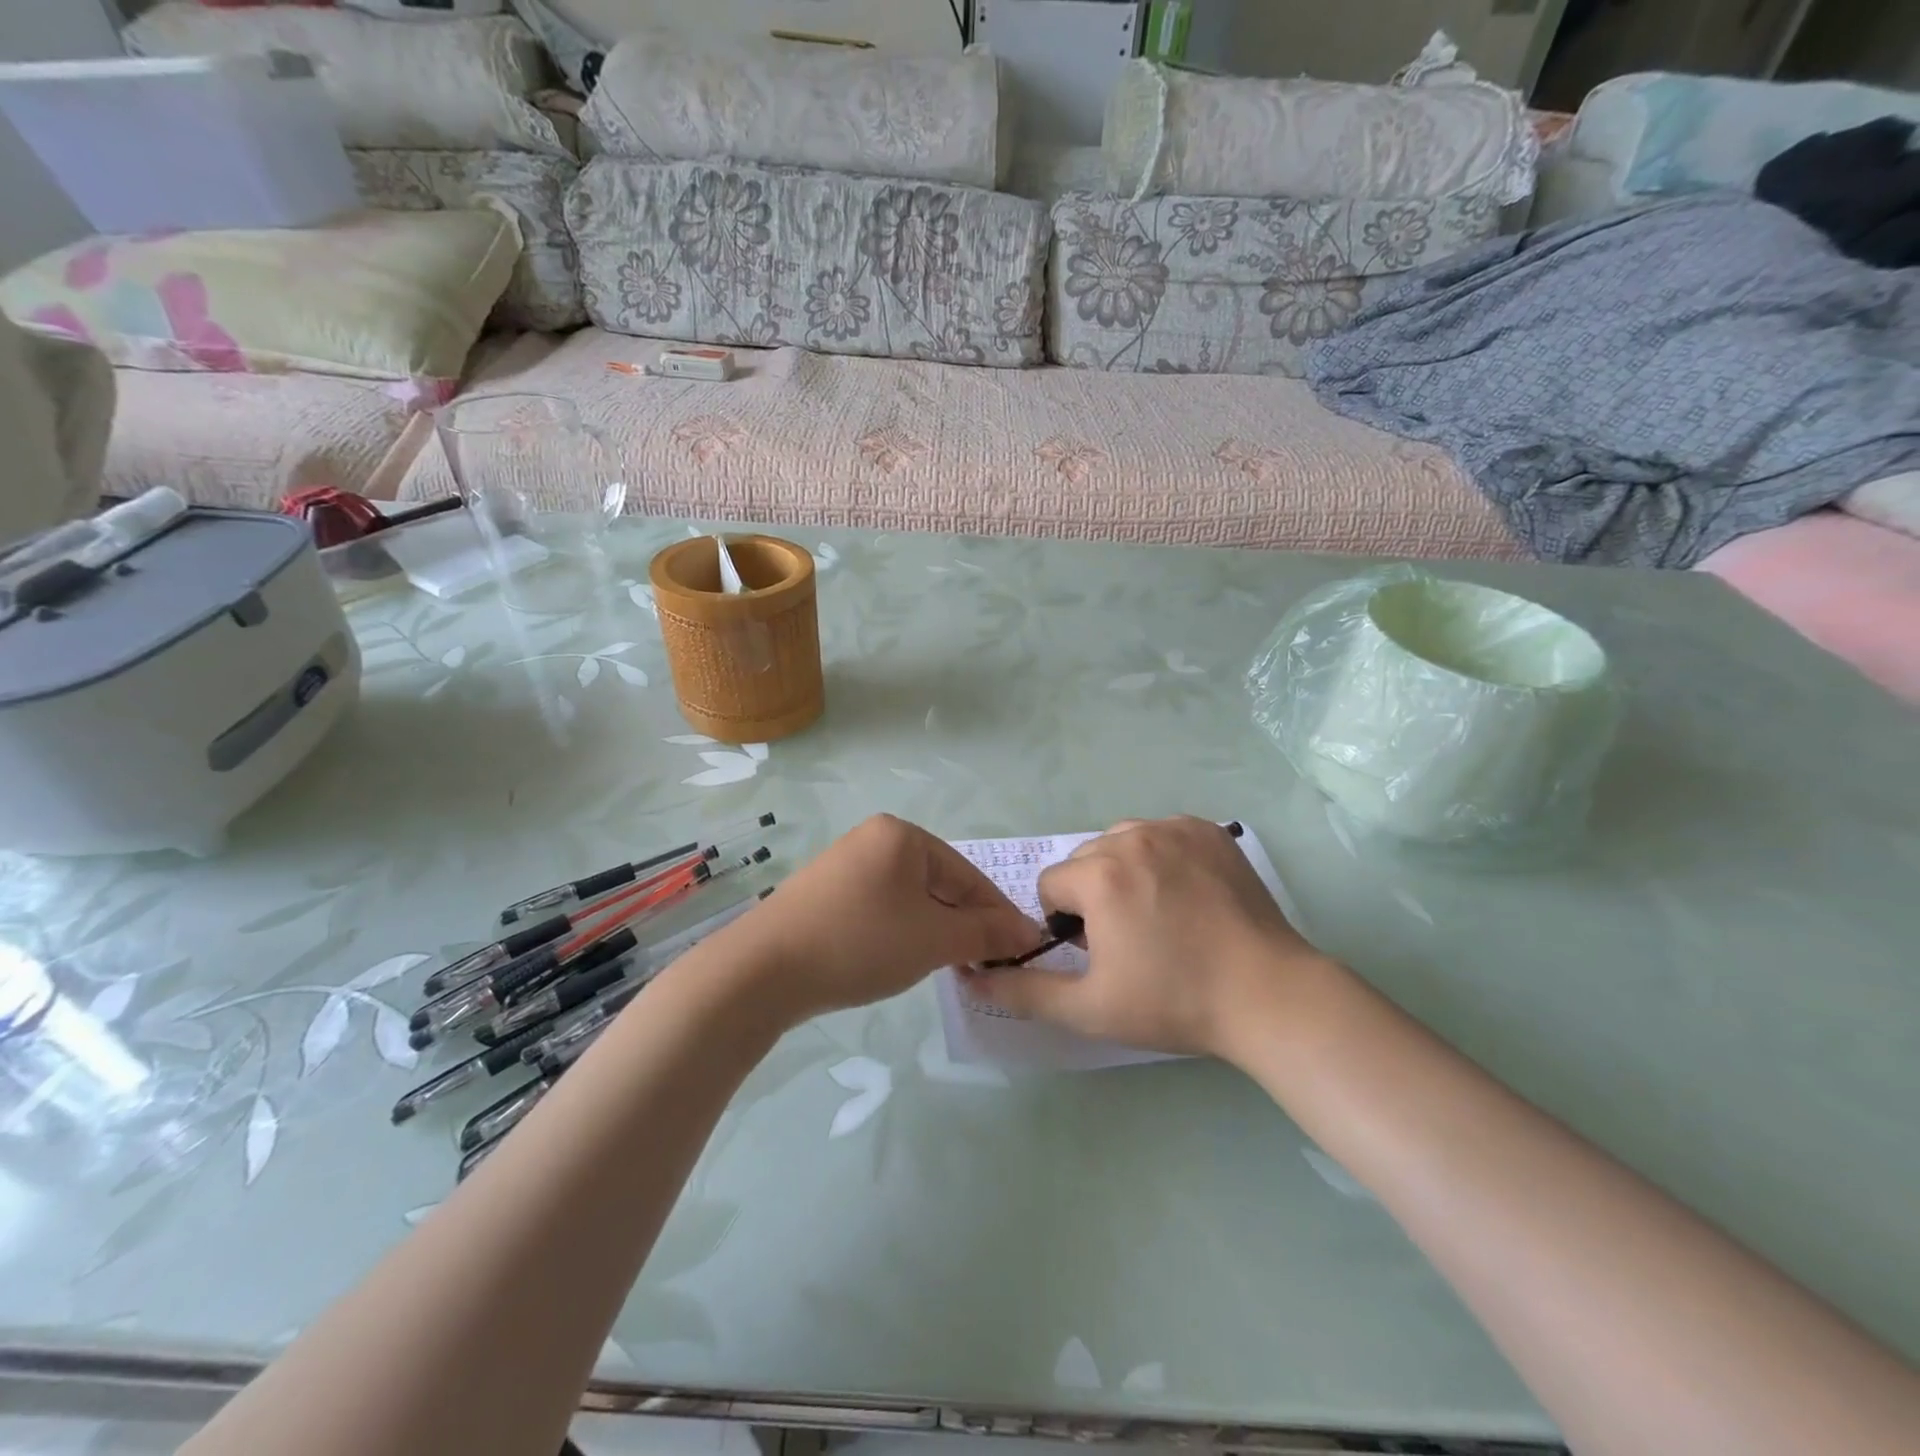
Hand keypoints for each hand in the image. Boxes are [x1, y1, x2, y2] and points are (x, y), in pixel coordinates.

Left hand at [710, 815, 1040, 1024]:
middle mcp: (874, 839)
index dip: (998, 914)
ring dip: (934, 932)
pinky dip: (901, 932)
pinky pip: (881, 908)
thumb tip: (1029, 933)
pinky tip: (901, 959)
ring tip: (947, 966)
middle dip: (964, 925)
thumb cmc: (860, 942)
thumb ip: (986, 933)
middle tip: (983, 964)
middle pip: (939, 884)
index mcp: (902, 835)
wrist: (762, 970)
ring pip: (911, 899)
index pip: (968, 874)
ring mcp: (846, 864)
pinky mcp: (826, 893)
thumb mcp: (933, 939)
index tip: (1023, 950)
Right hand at [961, 817, 1324, 1059]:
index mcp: (1099, 874)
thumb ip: (1024, 990)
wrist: (1268, 996)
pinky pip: (1162, 835)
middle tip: (1130, 940)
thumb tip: (973, 976)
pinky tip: (1187, 896)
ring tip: (1158, 916)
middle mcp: (1132, 836)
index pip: (1051, 885)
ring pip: (1122, 843)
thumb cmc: (1174, 1001)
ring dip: (1124, 872)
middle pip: (1085, 861)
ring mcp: (1176, 828)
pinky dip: (1162, 858)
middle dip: (1092, 896)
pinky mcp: (1209, 831)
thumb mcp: (1089, 1008)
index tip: (1100, 954)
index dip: (1066, 925)